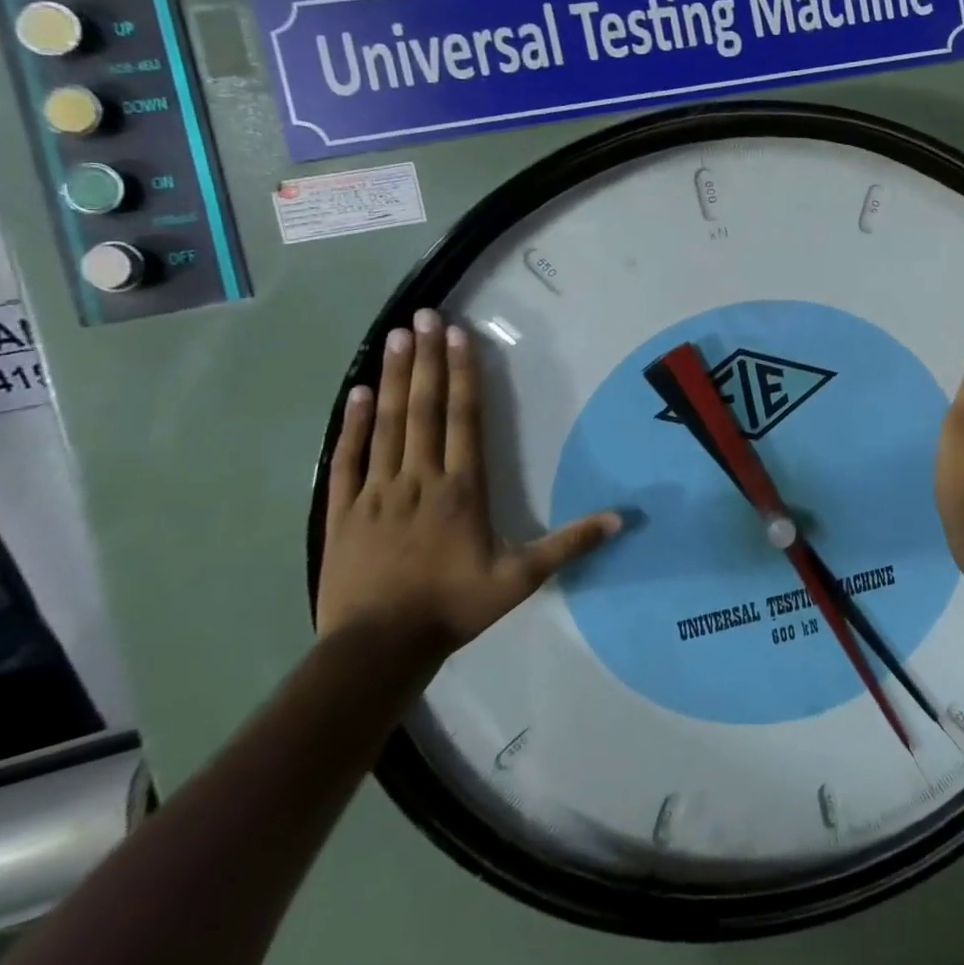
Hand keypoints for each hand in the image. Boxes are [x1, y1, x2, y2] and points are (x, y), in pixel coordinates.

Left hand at [318, 307, 621, 663]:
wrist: (377, 649)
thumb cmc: (453, 607)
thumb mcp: (521, 579)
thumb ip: (569, 544)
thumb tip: (622, 519)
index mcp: (462, 488)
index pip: (464, 418)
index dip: (464, 374)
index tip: (459, 335)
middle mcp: (419, 477)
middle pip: (425, 408)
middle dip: (428, 359)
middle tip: (423, 316)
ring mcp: (376, 491)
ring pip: (387, 424)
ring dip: (394, 378)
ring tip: (397, 337)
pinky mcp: (341, 510)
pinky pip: (346, 458)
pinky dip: (352, 424)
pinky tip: (357, 392)